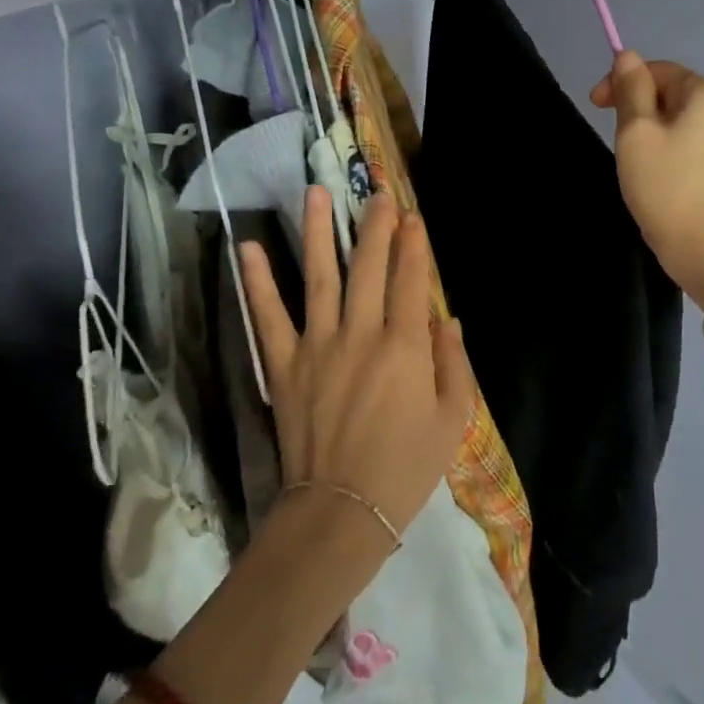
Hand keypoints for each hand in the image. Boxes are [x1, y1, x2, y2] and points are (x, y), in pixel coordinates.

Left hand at [239, 188, 473, 560]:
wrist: (340, 511)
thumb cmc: (404, 468)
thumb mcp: (452, 421)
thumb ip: (454, 365)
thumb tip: (446, 321)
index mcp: (405, 348)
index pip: (409, 280)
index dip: (413, 246)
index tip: (412, 218)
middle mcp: (360, 334)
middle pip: (367, 266)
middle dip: (374, 225)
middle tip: (376, 193)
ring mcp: (317, 345)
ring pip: (319, 276)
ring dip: (317, 232)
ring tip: (315, 193)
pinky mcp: (284, 364)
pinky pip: (267, 316)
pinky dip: (257, 282)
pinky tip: (248, 249)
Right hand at [591, 51, 703, 309]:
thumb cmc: (667, 186)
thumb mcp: (637, 132)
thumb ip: (630, 89)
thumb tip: (627, 56)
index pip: (657, 69)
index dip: (622, 81)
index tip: (594, 105)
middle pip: (667, 92)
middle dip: (634, 107)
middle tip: (612, 137)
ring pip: (672, 119)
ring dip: (645, 130)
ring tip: (629, 159)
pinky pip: (684, 141)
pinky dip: (661, 148)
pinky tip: (649, 172)